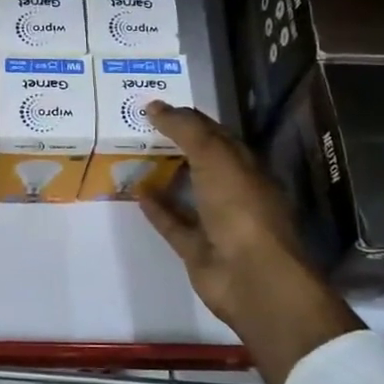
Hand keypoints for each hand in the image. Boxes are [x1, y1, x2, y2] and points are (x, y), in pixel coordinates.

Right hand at [138, 102, 361, 383]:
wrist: (251, 277)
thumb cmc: (240, 208)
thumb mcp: (215, 157)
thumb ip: (186, 129)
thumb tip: (154, 106)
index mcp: (246, 166)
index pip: (216, 134)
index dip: (188, 118)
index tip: (154, 106)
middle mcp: (234, 190)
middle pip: (201, 161)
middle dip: (174, 144)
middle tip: (136, 127)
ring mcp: (216, 221)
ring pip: (186, 191)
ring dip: (163, 175)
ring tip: (131, 156)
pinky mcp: (197, 248)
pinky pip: (173, 223)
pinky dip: (156, 208)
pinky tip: (136, 191)